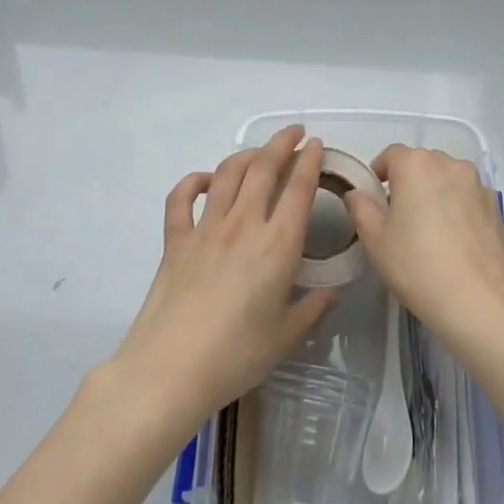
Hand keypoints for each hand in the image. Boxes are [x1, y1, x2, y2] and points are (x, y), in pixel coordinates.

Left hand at [108, 126, 335, 425]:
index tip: (316, 145)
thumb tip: (334, 291)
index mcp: (277, 245)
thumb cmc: (236, 356)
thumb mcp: (287, 336)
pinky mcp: (175, 240)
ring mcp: (205, 229)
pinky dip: (193, 181)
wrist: (169, 370)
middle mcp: (243, 225)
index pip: (299, 189)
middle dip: (281, 143)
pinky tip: (205, 180)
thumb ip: (314, 308)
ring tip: (259, 153)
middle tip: (294, 133)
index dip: (310, 161)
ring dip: (246, 155)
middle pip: (263, 168)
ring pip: (227, 174)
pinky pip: (181, 198)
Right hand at [345, 144, 503, 351]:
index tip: (374, 197)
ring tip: (430, 229)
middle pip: (423, 163)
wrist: (480, 301)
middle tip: (400, 215)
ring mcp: (479, 185)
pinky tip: (455, 242)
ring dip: (437, 193)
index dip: (379, 172)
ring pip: (449, 180)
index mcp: (417, 165)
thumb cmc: (417, 266)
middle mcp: (450, 165)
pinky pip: (469, 200)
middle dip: (409, 181)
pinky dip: (459, 210)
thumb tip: (358, 194)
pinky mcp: (497, 209)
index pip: (391, 154)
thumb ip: (362, 209)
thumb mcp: (375, 240)